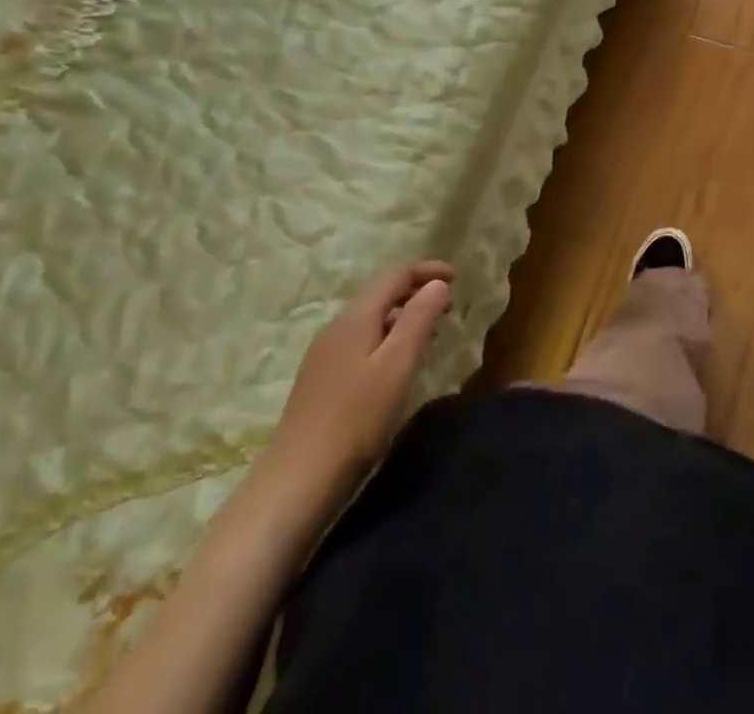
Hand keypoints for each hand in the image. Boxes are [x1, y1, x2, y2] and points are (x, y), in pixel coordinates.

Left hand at [255, 263, 453, 515]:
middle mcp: (336, 327)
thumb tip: (437, 284)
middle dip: (417, 293)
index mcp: (355, 317)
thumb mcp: (398, 364)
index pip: (395, 275)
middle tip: (449, 309)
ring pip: (371, 319)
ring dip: (403, 317)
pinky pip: (361, 341)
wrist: (296, 482)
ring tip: (431, 335)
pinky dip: (387, 338)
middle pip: (381, 293)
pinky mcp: (321, 380)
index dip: (428, 271)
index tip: (457, 280)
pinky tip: (397, 365)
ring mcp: (324, 354)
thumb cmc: (355, 419)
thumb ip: (419, 318)